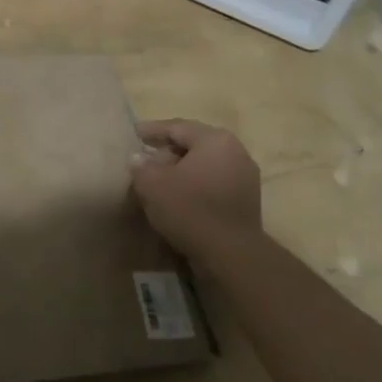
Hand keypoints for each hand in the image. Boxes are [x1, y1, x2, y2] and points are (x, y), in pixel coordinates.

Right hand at [130, 118, 262, 260]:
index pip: (177, 127)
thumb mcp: (152, 184)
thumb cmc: (189, 208)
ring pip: (205, 164)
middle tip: (145, 157)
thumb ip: (141, 166)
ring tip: (159, 178)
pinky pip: (214, 181)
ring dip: (182, 168)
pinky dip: (195, 183)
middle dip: (168, 150)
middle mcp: (235, 151)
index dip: (152, 130)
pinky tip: (179, 195)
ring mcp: (245, 176)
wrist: (231, 254)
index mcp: (214, 139)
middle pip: (194, 144)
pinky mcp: (247, 199)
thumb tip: (138, 158)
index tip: (133, 133)